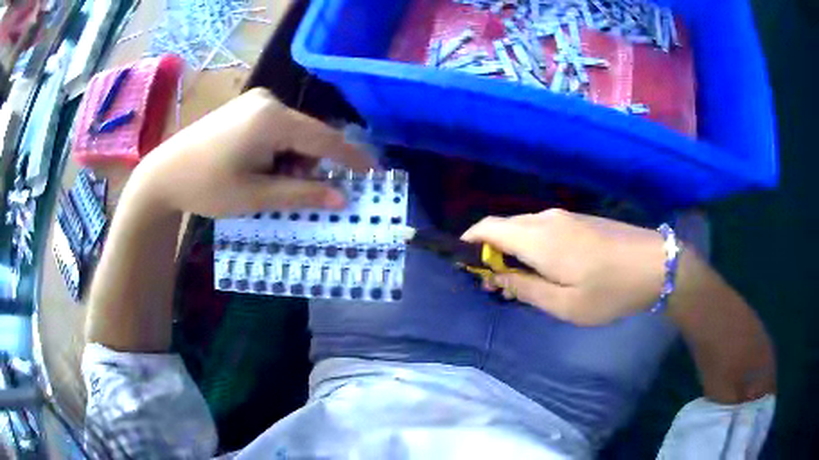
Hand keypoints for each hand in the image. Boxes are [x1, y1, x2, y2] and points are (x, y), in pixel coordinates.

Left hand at [131, 88, 374, 217]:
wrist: (163, 174)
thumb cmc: (206, 186)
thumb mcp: (255, 196)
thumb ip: (302, 194)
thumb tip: (342, 198)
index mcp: (272, 119)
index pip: (325, 139)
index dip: (352, 158)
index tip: (375, 173)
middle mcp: (268, 101)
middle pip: (308, 136)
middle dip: (307, 165)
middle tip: (286, 192)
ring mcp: (255, 102)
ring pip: (293, 133)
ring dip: (290, 160)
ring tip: (263, 181)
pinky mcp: (245, 108)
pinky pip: (276, 129)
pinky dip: (277, 151)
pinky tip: (256, 166)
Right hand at [462, 209, 668, 325]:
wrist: (655, 264)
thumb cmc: (610, 291)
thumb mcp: (565, 305)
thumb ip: (526, 289)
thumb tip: (497, 278)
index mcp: (538, 239)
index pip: (487, 227)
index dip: (469, 242)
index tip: (466, 266)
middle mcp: (546, 220)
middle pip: (503, 226)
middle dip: (491, 252)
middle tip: (495, 285)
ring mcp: (565, 217)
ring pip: (523, 228)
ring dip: (512, 250)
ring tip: (520, 282)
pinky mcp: (579, 220)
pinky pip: (542, 229)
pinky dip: (531, 246)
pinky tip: (545, 270)